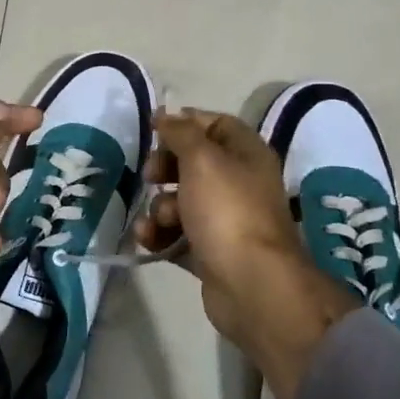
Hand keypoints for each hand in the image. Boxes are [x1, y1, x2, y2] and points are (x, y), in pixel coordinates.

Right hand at [133, 110, 362, 398]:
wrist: (251, 284)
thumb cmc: (227, 211)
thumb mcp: (202, 159)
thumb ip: (180, 133)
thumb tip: (166, 115)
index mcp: (247, 154)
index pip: (215, 125)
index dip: (185, 124)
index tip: (154, 130)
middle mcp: (239, 183)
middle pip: (194, 163)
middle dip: (165, 168)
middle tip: (150, 176)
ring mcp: (225, 220)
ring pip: (182, 201)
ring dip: (160, 207)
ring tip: (159, 220)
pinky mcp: (210, 252)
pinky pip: (178, 235)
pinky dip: (161, 235)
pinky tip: (148, 239)